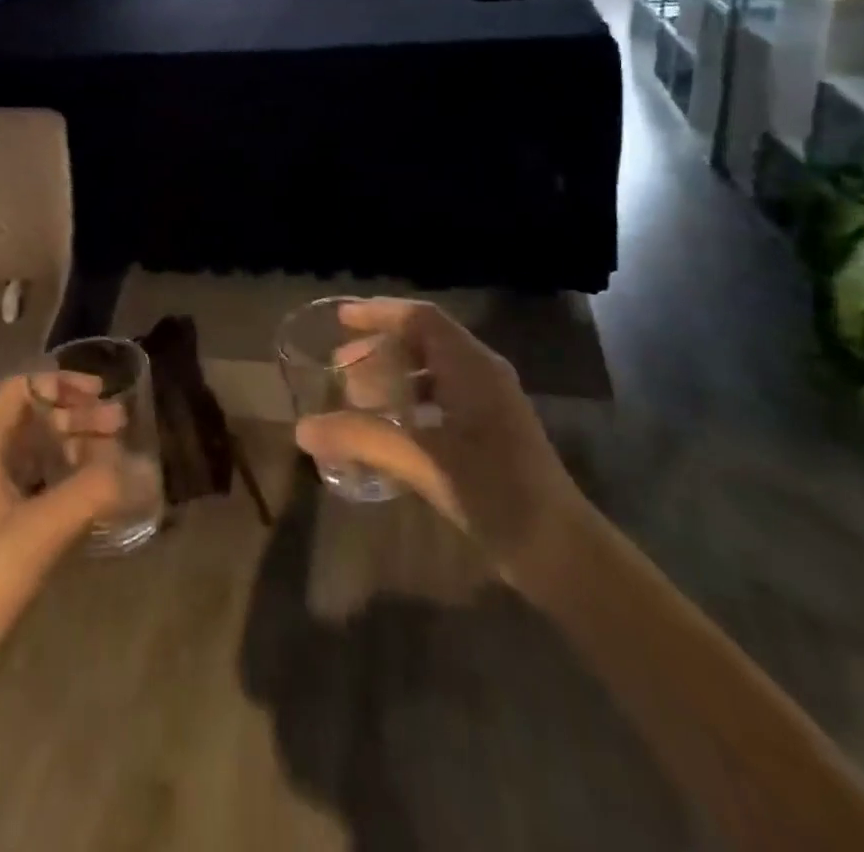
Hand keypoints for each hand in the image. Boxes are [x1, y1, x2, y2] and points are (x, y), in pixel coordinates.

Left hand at [0, 374, 121, 694]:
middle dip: (79, 417)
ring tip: (120, 459)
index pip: (21, 389)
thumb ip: (95, 492)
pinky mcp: (5, 536)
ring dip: (79, 450)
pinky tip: (104, 499)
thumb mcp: (40, 528)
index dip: (60, 383)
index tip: (101, 395)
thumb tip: (145, 470)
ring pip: (42, 456)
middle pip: (36, 420)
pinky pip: (44, 491)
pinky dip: (73, 485)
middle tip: (122, 427)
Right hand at [295, 298, 588, 590]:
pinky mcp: (490, 433)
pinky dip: (409, 402)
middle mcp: (482, 375)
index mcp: (472, 367)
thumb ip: (363, 439)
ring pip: (433, 371)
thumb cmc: (496, 492)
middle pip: (425, 340)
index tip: (340, 318)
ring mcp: (489, 404)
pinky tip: (388, 429)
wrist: (561, 551)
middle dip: (380, 347)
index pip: (421, 318)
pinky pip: (440, 398)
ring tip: (357, 396)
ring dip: (393, 376)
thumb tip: (302, 428)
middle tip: (340, 365)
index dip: (379, 312)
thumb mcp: (424, 461)